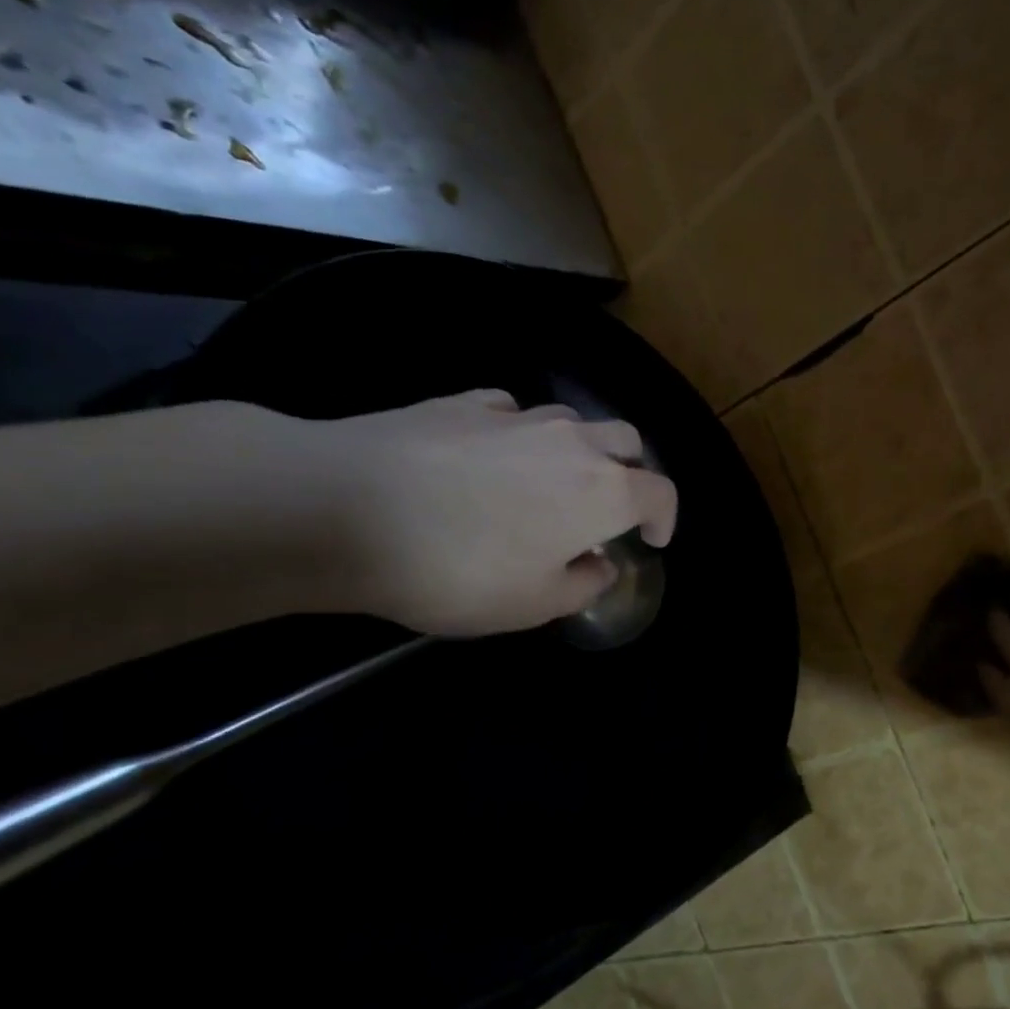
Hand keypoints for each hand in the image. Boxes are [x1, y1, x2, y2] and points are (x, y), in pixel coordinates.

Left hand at [315, 389, 677, 635]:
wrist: (344, 509)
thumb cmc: (459, 570)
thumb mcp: (533, 605)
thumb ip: (582, 585)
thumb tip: (599, 564)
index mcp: (602, 492)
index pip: (660, 493)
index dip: (665, 518)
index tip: (652, 541)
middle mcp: (571, 443)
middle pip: (626, 442)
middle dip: (630, 473)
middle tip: (610, 508)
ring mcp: (517, 416)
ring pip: (572, 422)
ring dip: (578, 451)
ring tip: (548, 484)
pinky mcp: (463, 403)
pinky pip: (512, 413)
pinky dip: (519, 435)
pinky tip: (490, 458)